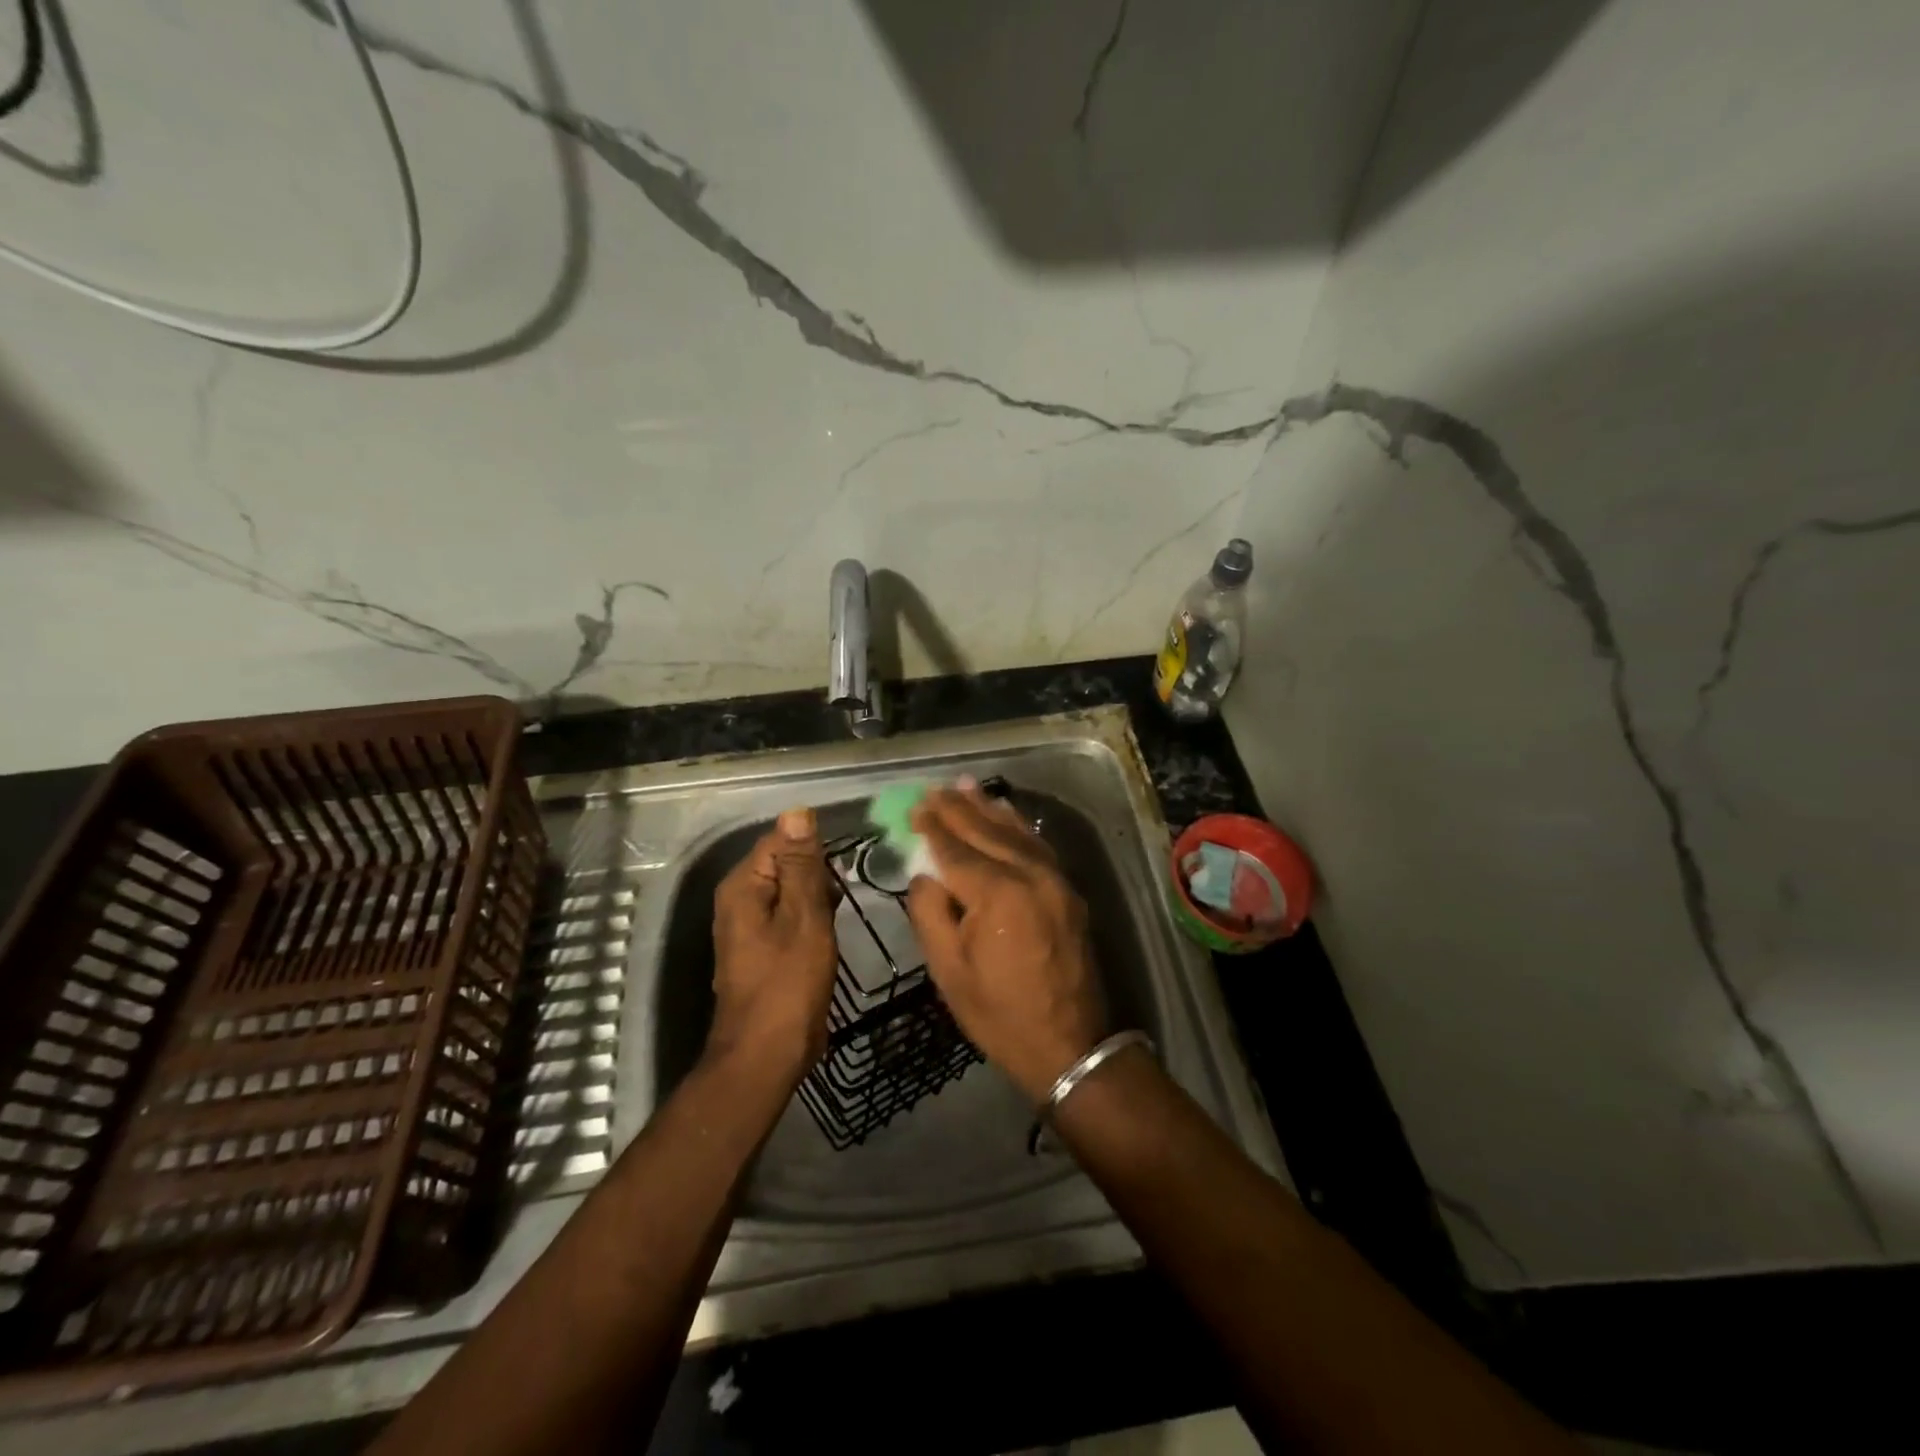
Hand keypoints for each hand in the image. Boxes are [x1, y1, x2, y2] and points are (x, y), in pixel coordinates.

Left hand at [708, 808, 837, 1080]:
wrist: (766, 1054)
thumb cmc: (788, 983)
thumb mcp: (803, 917)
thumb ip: (801, 865)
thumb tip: (797, 812)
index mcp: (743, 886)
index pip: (780, 840)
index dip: (814, 846)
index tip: (846, 863)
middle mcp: (740, 900)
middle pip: (785, 864)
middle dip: (818, 872)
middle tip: (846, 893)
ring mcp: (749, 926)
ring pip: (790, 891)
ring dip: (818, 896)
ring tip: (844, 908)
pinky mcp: (763, 949)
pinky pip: (790, 916)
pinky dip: (812, 917)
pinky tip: (832, 928)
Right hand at [905, 782, 1105, 1103]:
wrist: (1070, 1044)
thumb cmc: (999, 1013)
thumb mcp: (948, 970)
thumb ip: (930, 912)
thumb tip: (924, 872)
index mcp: (996, 893)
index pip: (955, 849)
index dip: (931, 826)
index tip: (913, 806)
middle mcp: (1029, 874)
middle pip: (986, 831)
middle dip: (957, 808)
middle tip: (933, 789)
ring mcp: (1055, 879)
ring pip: (1015, 831)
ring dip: (988, 808)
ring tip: (965, 786)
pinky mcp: (1068, 890)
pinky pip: (1038, 846)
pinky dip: (1018, 825)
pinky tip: (1005, 813)